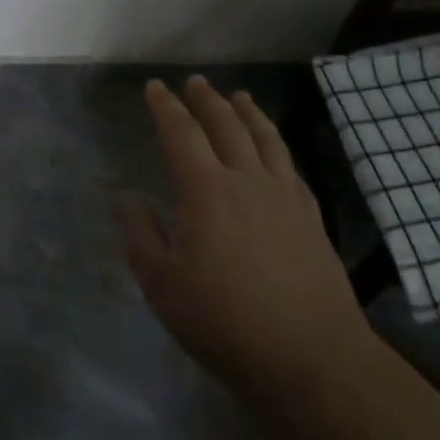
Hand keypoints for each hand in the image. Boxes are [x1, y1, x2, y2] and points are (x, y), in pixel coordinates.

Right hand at [118, 77, 374, 398]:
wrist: (312, 357)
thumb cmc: (225, 322)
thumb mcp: (162, 286)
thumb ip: (141, 235)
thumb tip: (128, 197)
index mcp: (207, 191)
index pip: (181, 134)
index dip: (166, 107)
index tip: (155, 87)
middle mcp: (248, 180)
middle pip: (227, 125)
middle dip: (207, 100)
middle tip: (195, 82)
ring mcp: (286, 197)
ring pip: (266, 138)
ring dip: (249, 112)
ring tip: (240, 96)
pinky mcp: (312, 218)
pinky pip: (291, 166)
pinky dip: (277, 146)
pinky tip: (274, 150)